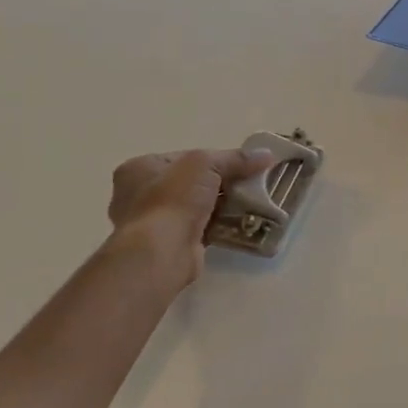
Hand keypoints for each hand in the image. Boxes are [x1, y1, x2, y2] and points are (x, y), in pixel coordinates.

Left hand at [106, 146, 275, 289]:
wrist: (161, 253)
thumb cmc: (172, 199)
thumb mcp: (205, 164)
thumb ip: (235, 158)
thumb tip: (267, 154)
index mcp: (139, 169)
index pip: (184, 157)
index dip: (215, 158)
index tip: (241, 164)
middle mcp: (140, 195)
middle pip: (193, 182)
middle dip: (222, 183)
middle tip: (250, 183)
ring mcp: (155, 222)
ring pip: (199, 206)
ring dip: (223, 205)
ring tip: (252, 202)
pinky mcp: (171, 244)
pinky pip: (203, 228)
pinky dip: (221, 225)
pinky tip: (243, 223)